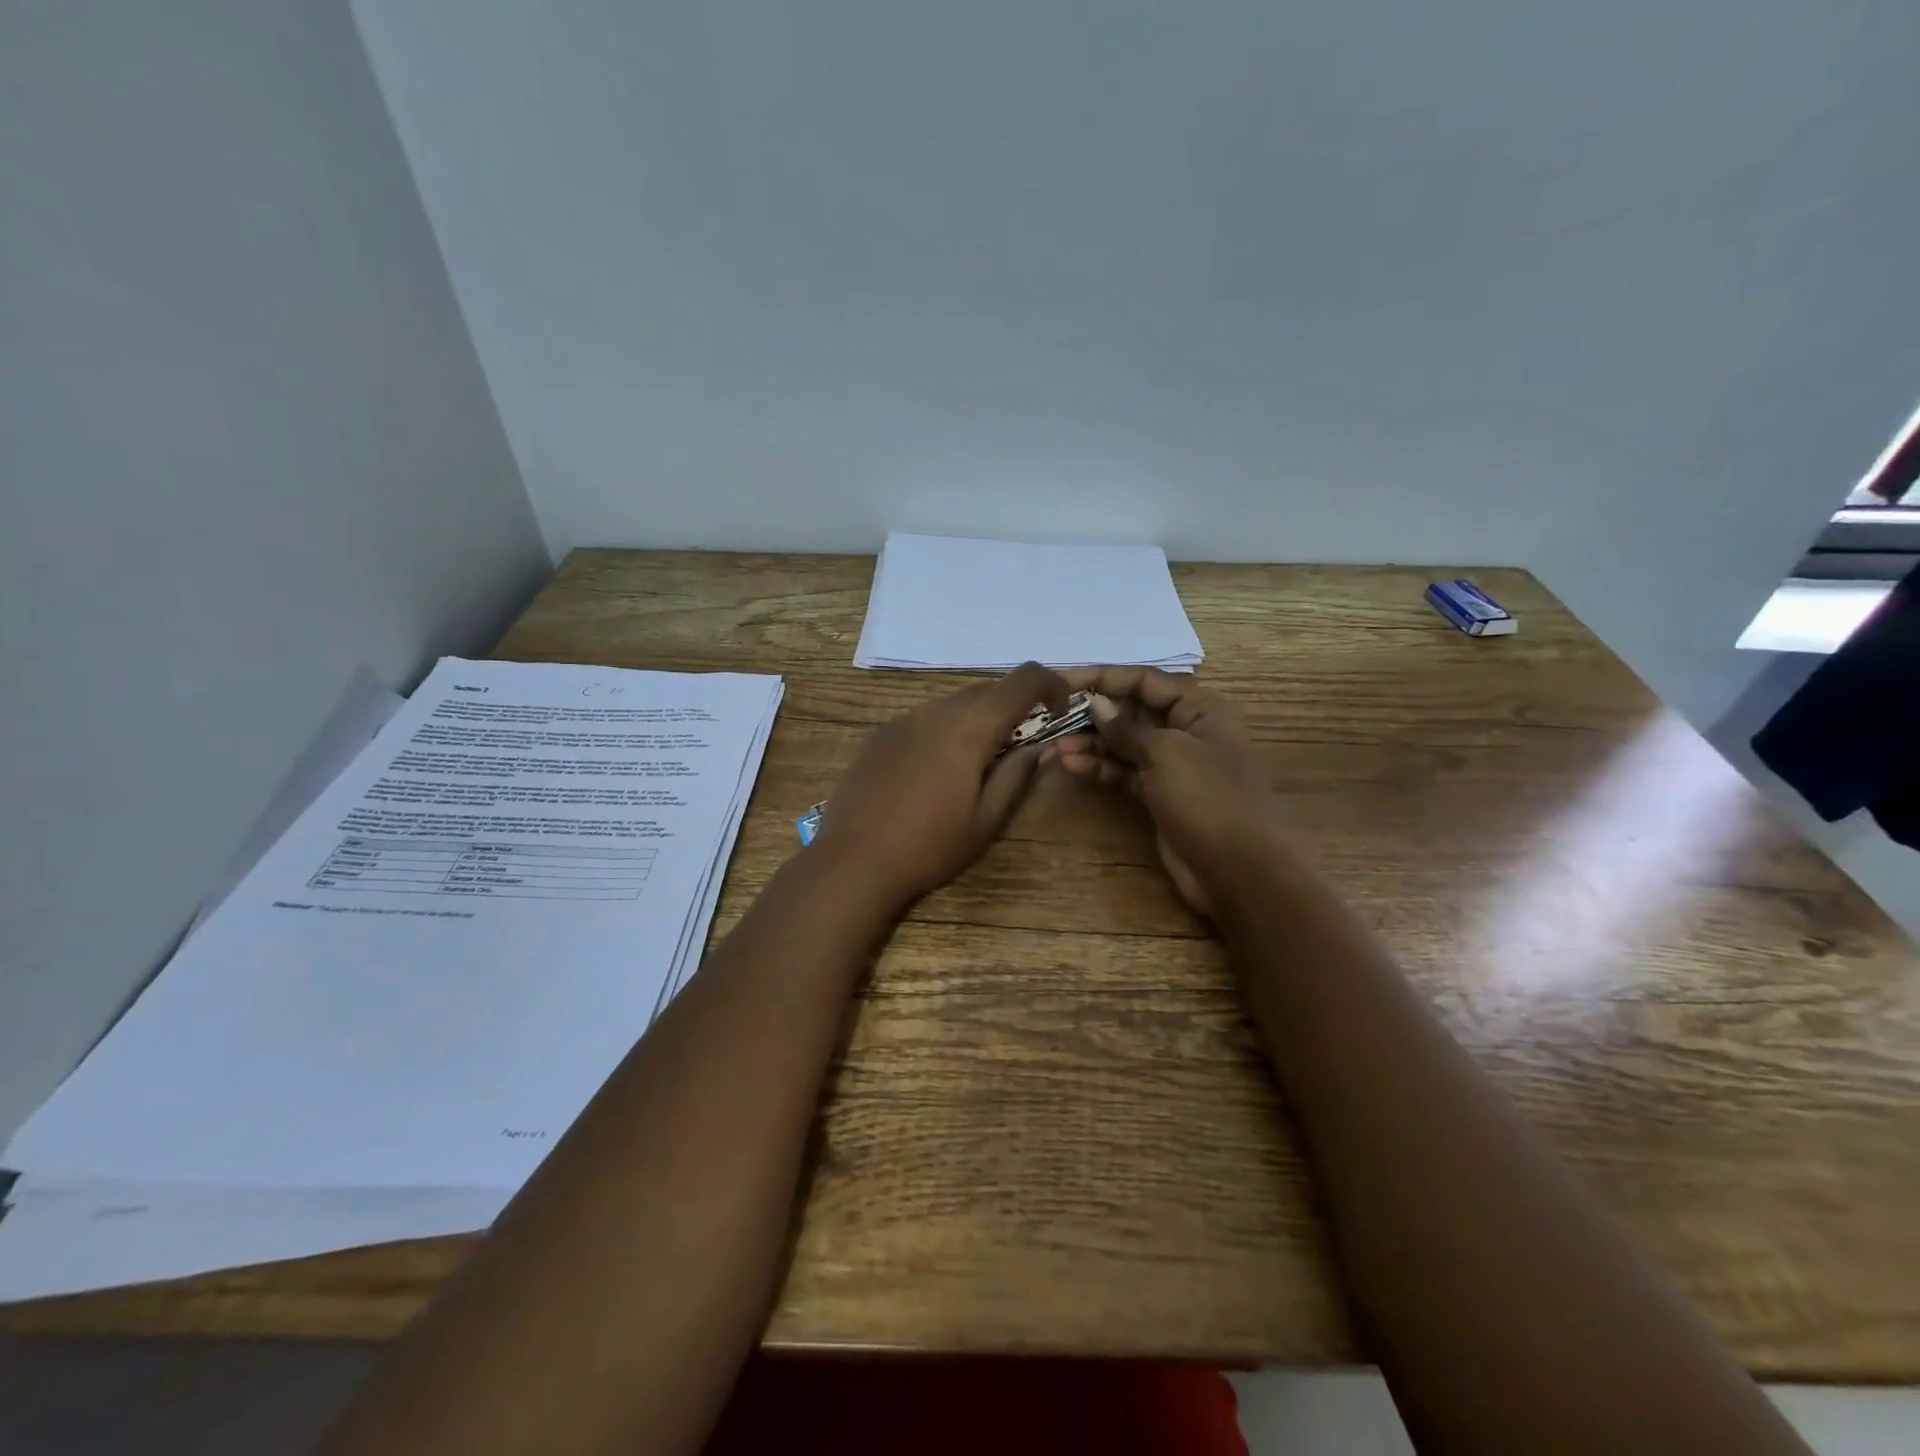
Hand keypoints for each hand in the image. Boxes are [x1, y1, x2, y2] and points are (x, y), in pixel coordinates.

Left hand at [811, 662, 1069, 912]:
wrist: (852, 861)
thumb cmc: (929, 846)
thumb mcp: (985, 820)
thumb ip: (1017, 774)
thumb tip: (1040, 745)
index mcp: (969, 727)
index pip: (1023, 680)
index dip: (1052, 684)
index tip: (1060, 711)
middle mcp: (936, 710)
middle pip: (988, 687)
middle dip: (1015, 705)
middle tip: (1022, 744)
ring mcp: (903, 719)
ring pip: (954, 702)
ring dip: (979, 717)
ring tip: (978, 761)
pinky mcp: (880, 734)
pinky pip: (926, 718)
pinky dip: (946, 728)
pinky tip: (936, 769)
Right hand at [1044, 667, 1277, 919]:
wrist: (1240, 870)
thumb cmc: (1208, 797)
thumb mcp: (1166, 752)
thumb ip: (1127, 727)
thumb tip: (1096, 702)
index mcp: (1199, 708)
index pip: (1144, 680)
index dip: (1102, 677)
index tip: (1061, 681)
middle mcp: (1186, 730)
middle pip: (1132, 711)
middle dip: (1092, 715)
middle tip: (1050, 719)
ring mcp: (1173, 765)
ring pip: (1124, 745)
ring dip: (1090, 745)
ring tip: (1054, 750)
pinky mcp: (1160, 796)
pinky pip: (1125, 773)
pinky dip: (1100, 769)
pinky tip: (1071, 767)